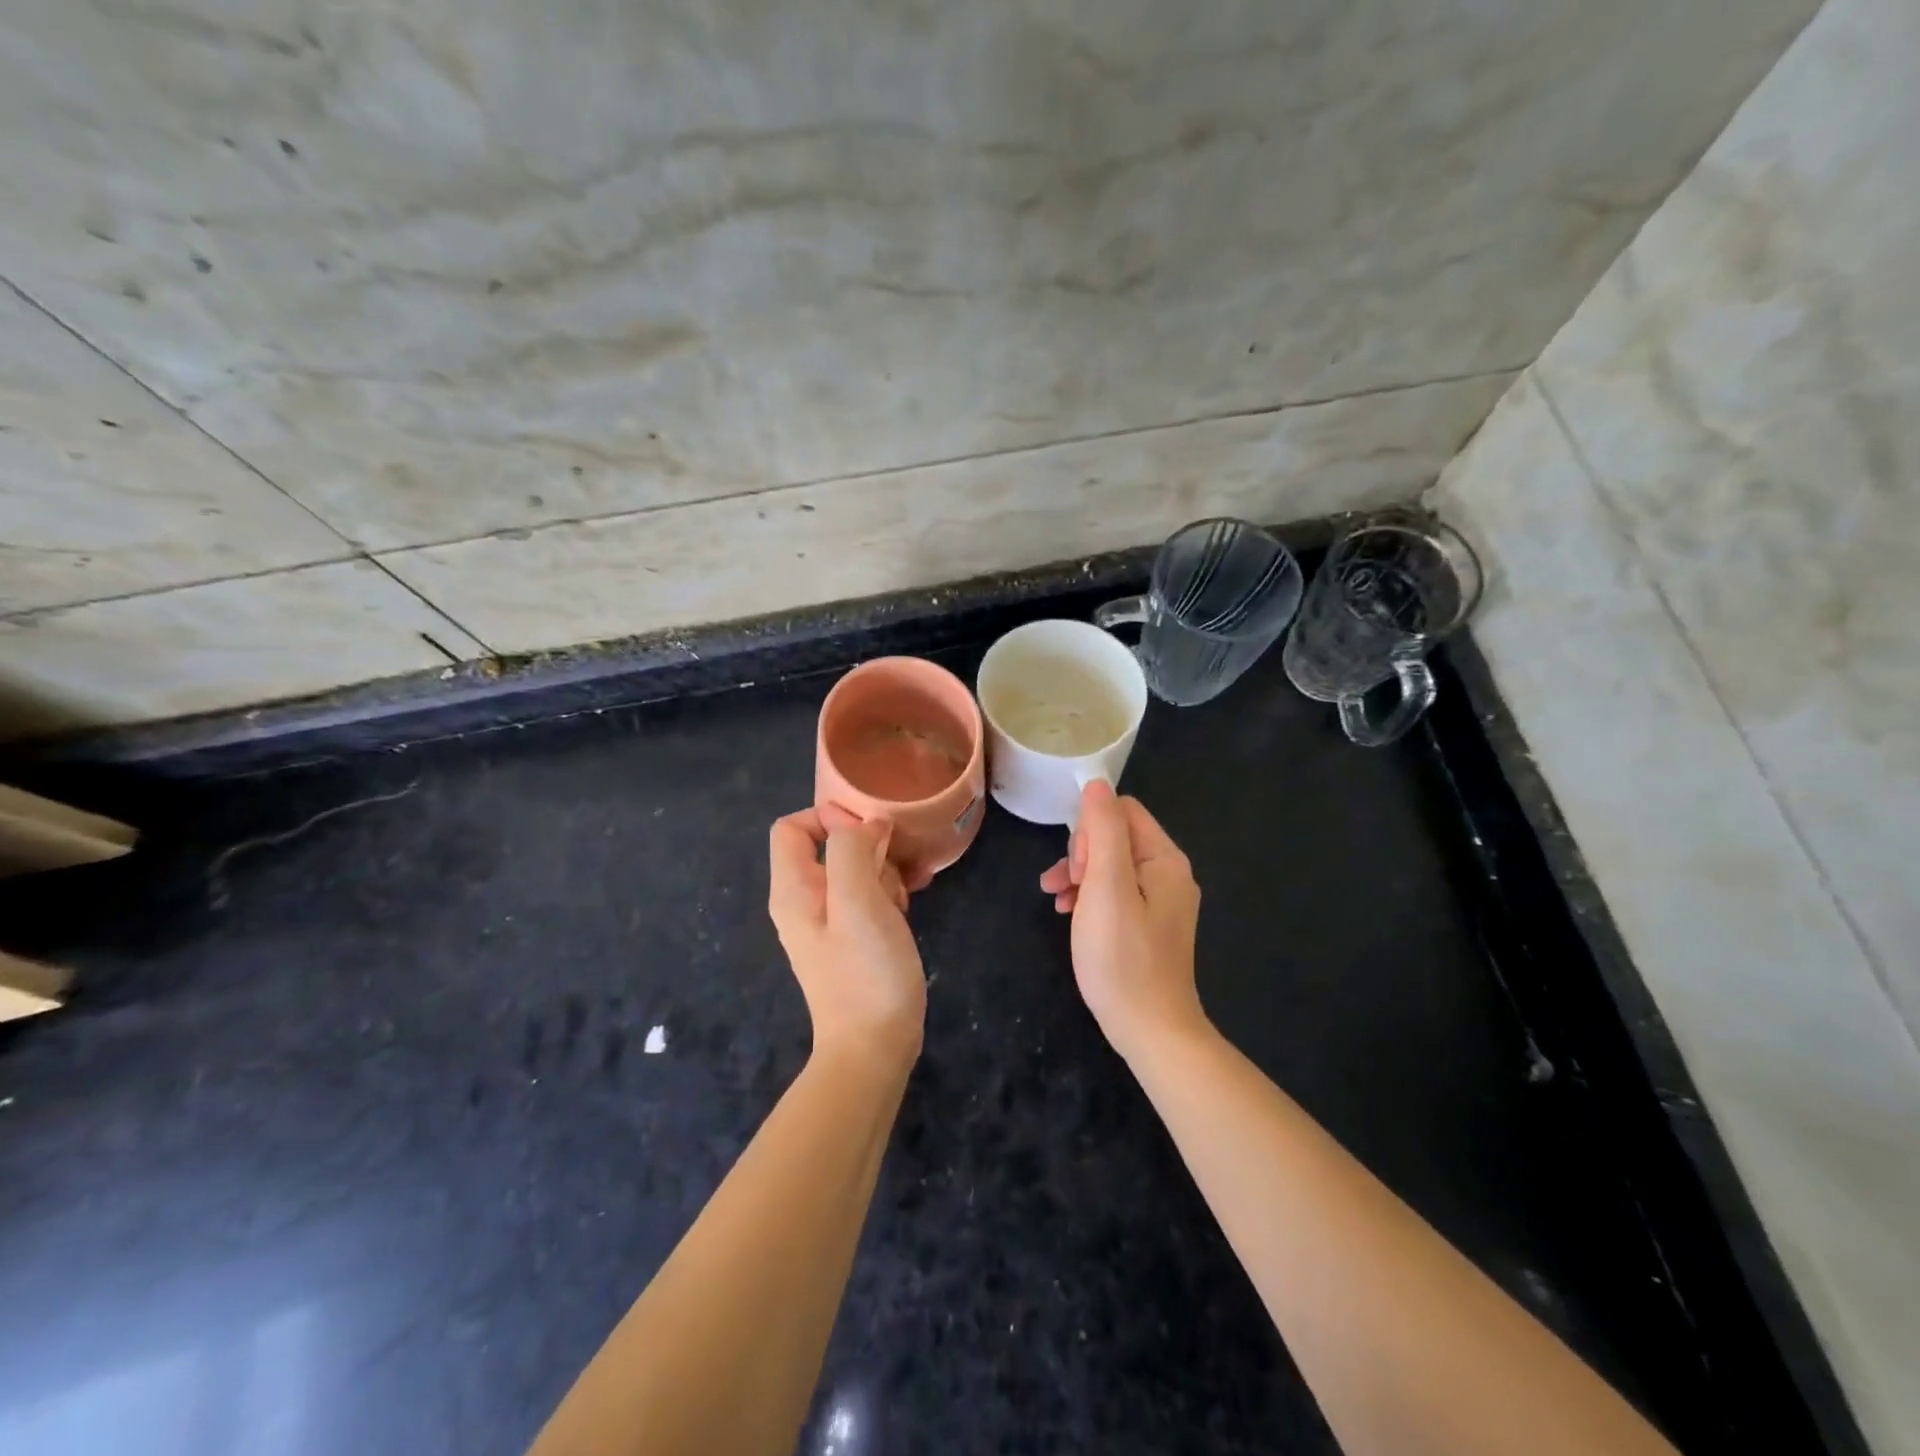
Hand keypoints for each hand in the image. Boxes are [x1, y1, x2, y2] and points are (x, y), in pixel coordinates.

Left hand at [768, 805, 926, 1071]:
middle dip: (867, 845)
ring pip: (855, 869)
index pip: (793, 826)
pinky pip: (868, 895)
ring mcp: (829, 921)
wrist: (874, 1047)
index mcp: (793, 888)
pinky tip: (913, 901)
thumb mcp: (856, 900)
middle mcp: (805, 900)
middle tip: (895, 868)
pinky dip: (890, 890)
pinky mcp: (853, 938)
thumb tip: (866, 827)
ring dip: (885, 868)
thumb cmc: (864, 971)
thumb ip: (851, 850)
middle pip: (828, 844)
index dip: (829, 816)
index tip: (870, 833)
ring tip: (909, 889)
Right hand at [1040, 781, 1204, 1060]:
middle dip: (1082, 854)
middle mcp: (1168, 874)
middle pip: (1116, 837)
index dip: (1090, 829)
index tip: (1076, 866)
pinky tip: (1069, 915)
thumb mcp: (1106, 888)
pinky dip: (1089, 897)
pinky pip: (1115, 892)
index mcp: (1165, 860)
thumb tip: (1096, 784)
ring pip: (1110, 865)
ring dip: (1079, 875)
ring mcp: (1160, 902)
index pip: (1123, 811)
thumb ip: (1103, 832)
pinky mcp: (1148, 925)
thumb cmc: (1123, 958)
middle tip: (1067, 887)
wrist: (1151, 1031)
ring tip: (1057, 900)